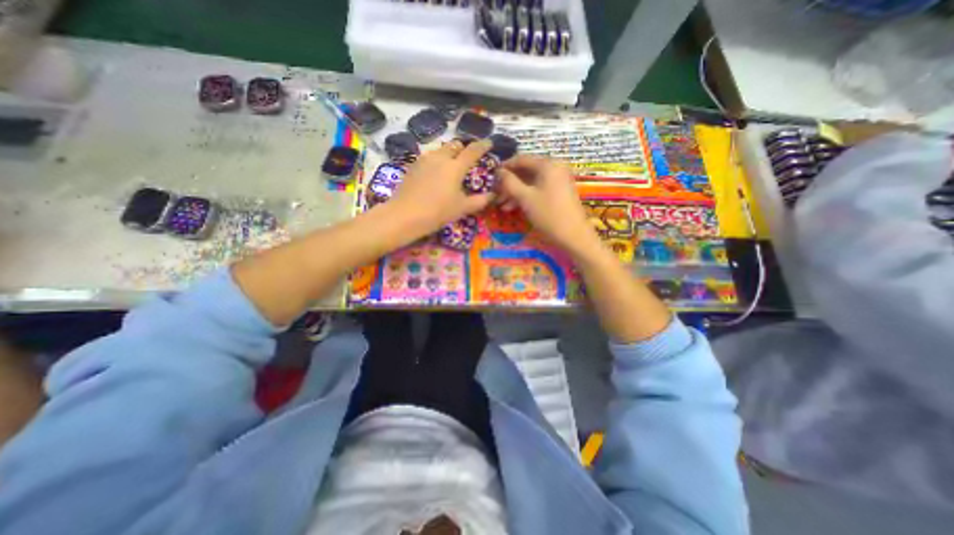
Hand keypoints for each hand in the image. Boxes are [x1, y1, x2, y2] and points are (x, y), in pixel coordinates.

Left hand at [388, 141, 495, 237]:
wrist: (405, 215)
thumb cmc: (438, 211)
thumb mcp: (462, 208)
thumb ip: (479, 201)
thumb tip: (492, 195)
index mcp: (455, 167)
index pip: (472, 151)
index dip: (482, 145)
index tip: (489, 142)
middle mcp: (440, 158)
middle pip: (454, 145)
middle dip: (463, 148)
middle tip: (467, 158)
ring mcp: (424, 160)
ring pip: (440, 150)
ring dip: (448, 154)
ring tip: (450, 166)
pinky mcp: (413, 166)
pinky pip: (429, 157)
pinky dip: (436, 161)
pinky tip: (434, 173)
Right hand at [501, 155, 593, 255]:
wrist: (574, 236)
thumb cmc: (548, 214)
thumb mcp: (525, 198)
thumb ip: (509, 182)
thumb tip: (498, 171)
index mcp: (547, 164)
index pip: (521, 159)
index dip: (505, 167)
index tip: (491, 177)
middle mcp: (554, 168)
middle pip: (526, 171)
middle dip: (509, 183)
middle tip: (495, 194)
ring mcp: (558, 180)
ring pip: (531, 182)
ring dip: (515, 192)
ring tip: (501, 205)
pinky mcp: (559, 192)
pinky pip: (538, 189)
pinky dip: (526, 196)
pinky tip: (513, 207)